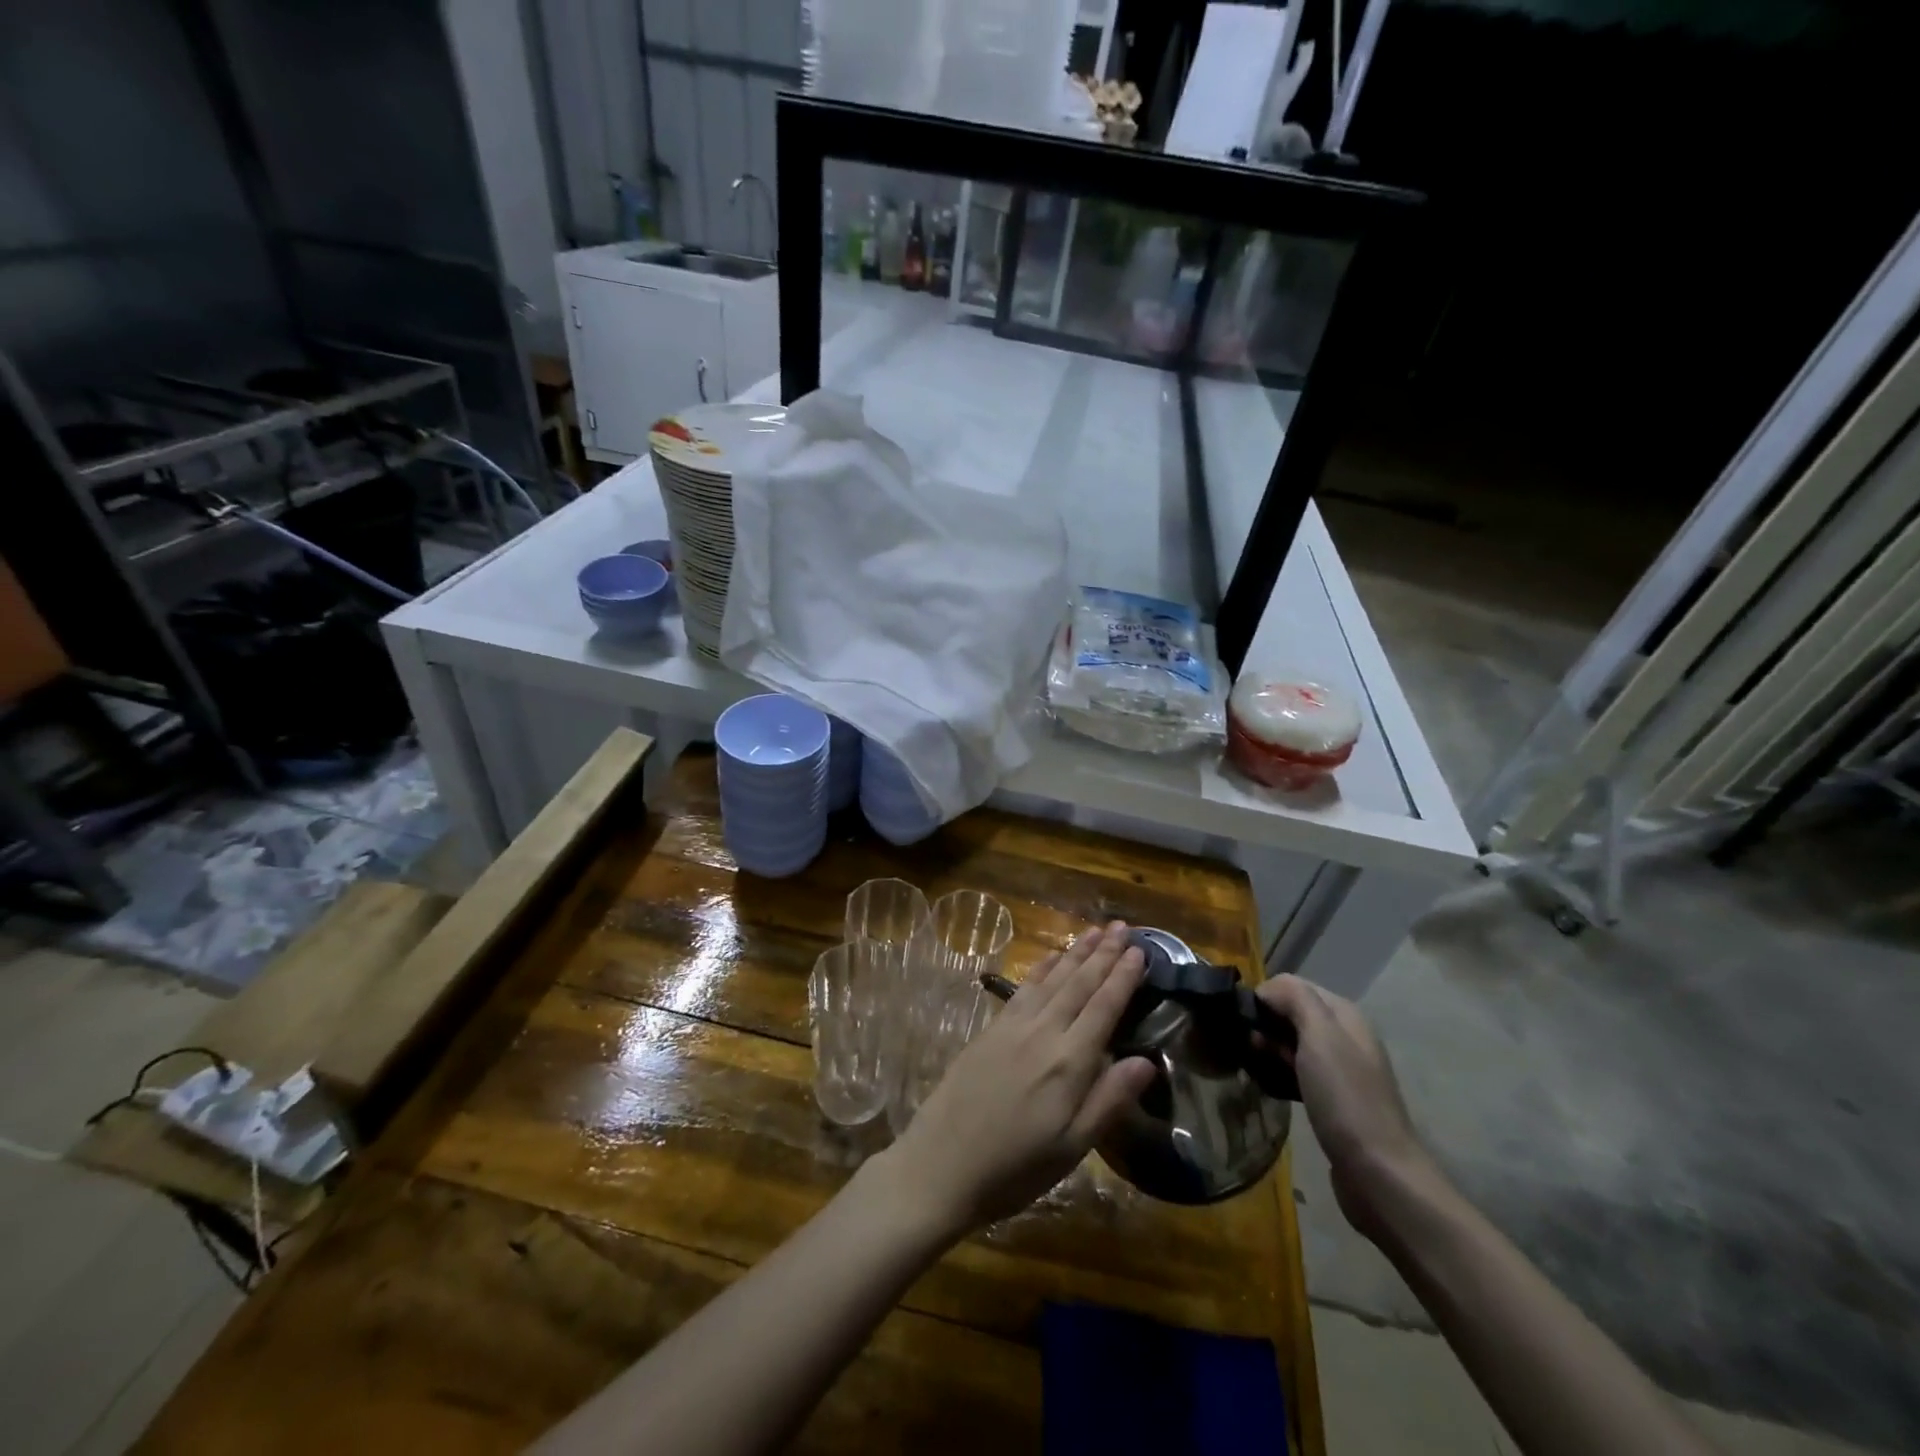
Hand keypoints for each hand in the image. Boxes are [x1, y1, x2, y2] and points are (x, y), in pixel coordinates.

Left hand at [878, 922, 1158, 1236]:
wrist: (941, 1165)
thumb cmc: (1014, 1168)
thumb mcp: (1071, 1147)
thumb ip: (1109, 1100)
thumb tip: (1147, 1060)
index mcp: (1068, 1063)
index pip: (1103, 1008)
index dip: (1123, 978)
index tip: (1140, 951)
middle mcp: (1042, 1033)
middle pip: (1078, 984)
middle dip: (1103, 953)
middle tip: (1123, 927)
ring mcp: (1013, 1027)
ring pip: (1051, 979)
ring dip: (1075, 953)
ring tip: (1094, 930)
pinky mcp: (990, 1029)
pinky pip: (1023, 988)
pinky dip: (1041, 968)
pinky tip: (1051, 958)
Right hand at [1255, 975, 1438, 1240]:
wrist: (1378, 1173)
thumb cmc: (1346, 1098)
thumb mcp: (1320, 1036)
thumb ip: (1295, 998)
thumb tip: (1267, 989)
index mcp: (1344, 1015)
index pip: (1293, 985)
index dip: (1265, 997)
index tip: (1243, 1020)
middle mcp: (1344, 1036)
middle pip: (1292, 1014)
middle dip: (1265, 1025)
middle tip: (1247, 1047)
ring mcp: (1340, 1070)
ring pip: (1291, 1044)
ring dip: (1269, 1051)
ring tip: (1252, 1067)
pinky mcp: (1332, 1100)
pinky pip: (1296, 1073)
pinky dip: (1279, 1074)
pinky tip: (1268, 1087)